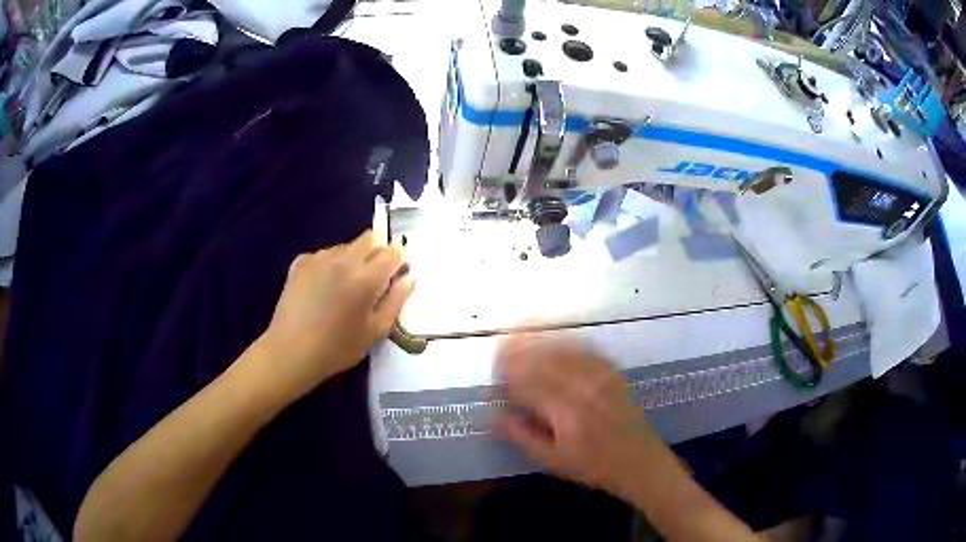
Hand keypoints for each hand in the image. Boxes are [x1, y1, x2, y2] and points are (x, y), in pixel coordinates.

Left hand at [259, 230, 414, 399]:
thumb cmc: (338, 347)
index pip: (392, 251)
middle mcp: (343, 259)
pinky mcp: (300, 262)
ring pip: (346, 246)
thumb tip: (410, 276)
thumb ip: (396, 300)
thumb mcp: (376, 331)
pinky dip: (330, 265)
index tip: (396, 276)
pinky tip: (322, 288)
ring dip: (353, 259)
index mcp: (366, 277)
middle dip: (377, 253)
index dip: (399, 260)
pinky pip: (324, 254)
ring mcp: (319, 258)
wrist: (291, 351)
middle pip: (369, 238)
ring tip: (343, 288)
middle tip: (371, 280)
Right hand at [495, 334, 665, 500]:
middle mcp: (583, 387)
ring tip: (517, 334)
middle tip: (498, 353)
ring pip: (562, 347)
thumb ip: (521, 435)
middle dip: (516, 352)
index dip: (504, 381)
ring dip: (537, 339)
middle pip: (542, 359)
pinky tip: (553, 338)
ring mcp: (600, 376)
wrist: (639, 462)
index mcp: (565, 412)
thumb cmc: (592, 466)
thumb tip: (493, 415)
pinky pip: (584, 347)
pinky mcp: (612, 371)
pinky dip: (565, 340)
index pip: (525, 385)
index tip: (493, 384)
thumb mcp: (552, 460)